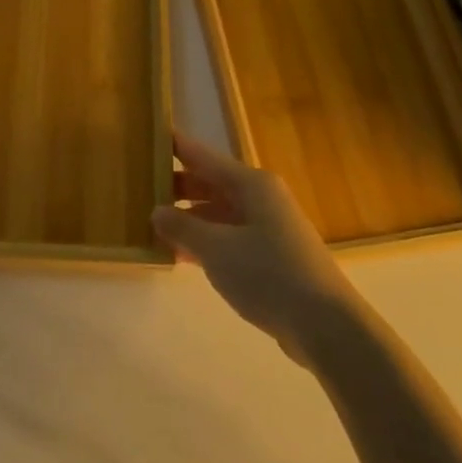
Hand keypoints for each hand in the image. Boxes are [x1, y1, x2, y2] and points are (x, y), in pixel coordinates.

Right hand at [152, 133, 358, 356]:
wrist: (325, 325)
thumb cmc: (269, 275)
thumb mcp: (217, 249)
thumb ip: (183, 227)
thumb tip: (156, 211)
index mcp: (251, 184)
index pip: (203, 156)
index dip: (175, 146)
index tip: (146, 137)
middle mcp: (260, 199)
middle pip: (210, 183)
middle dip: (175, 186)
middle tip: (136, 187)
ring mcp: (266, 228)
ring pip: (217, 213)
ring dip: (187, 218)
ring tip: (148, 223)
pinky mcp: (269, 257)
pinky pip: (227, 238)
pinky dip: (204, 242)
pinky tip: (178, 254)